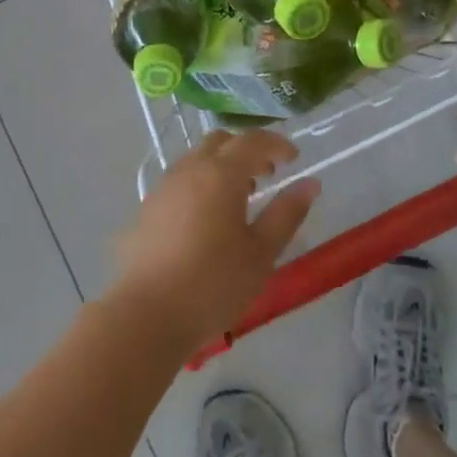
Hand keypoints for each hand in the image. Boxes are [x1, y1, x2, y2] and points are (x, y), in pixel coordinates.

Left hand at [114, 130, 318, 351]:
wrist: (146, 315)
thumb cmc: (213, 284)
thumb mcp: (261, 253)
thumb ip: (286, 214)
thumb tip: (310, 184)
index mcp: (221, 174)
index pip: (253, 141)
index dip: (277, 143)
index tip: (295, 158)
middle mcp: (190, 169)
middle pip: (221, 142)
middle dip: (247, 150)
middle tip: (267, 175)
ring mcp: (164, 187)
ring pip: (197, 159)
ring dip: (222, 166)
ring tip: (238, 198)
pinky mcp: (147, 209)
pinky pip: (180, 180)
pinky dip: (201, 183)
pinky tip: (207, 219)